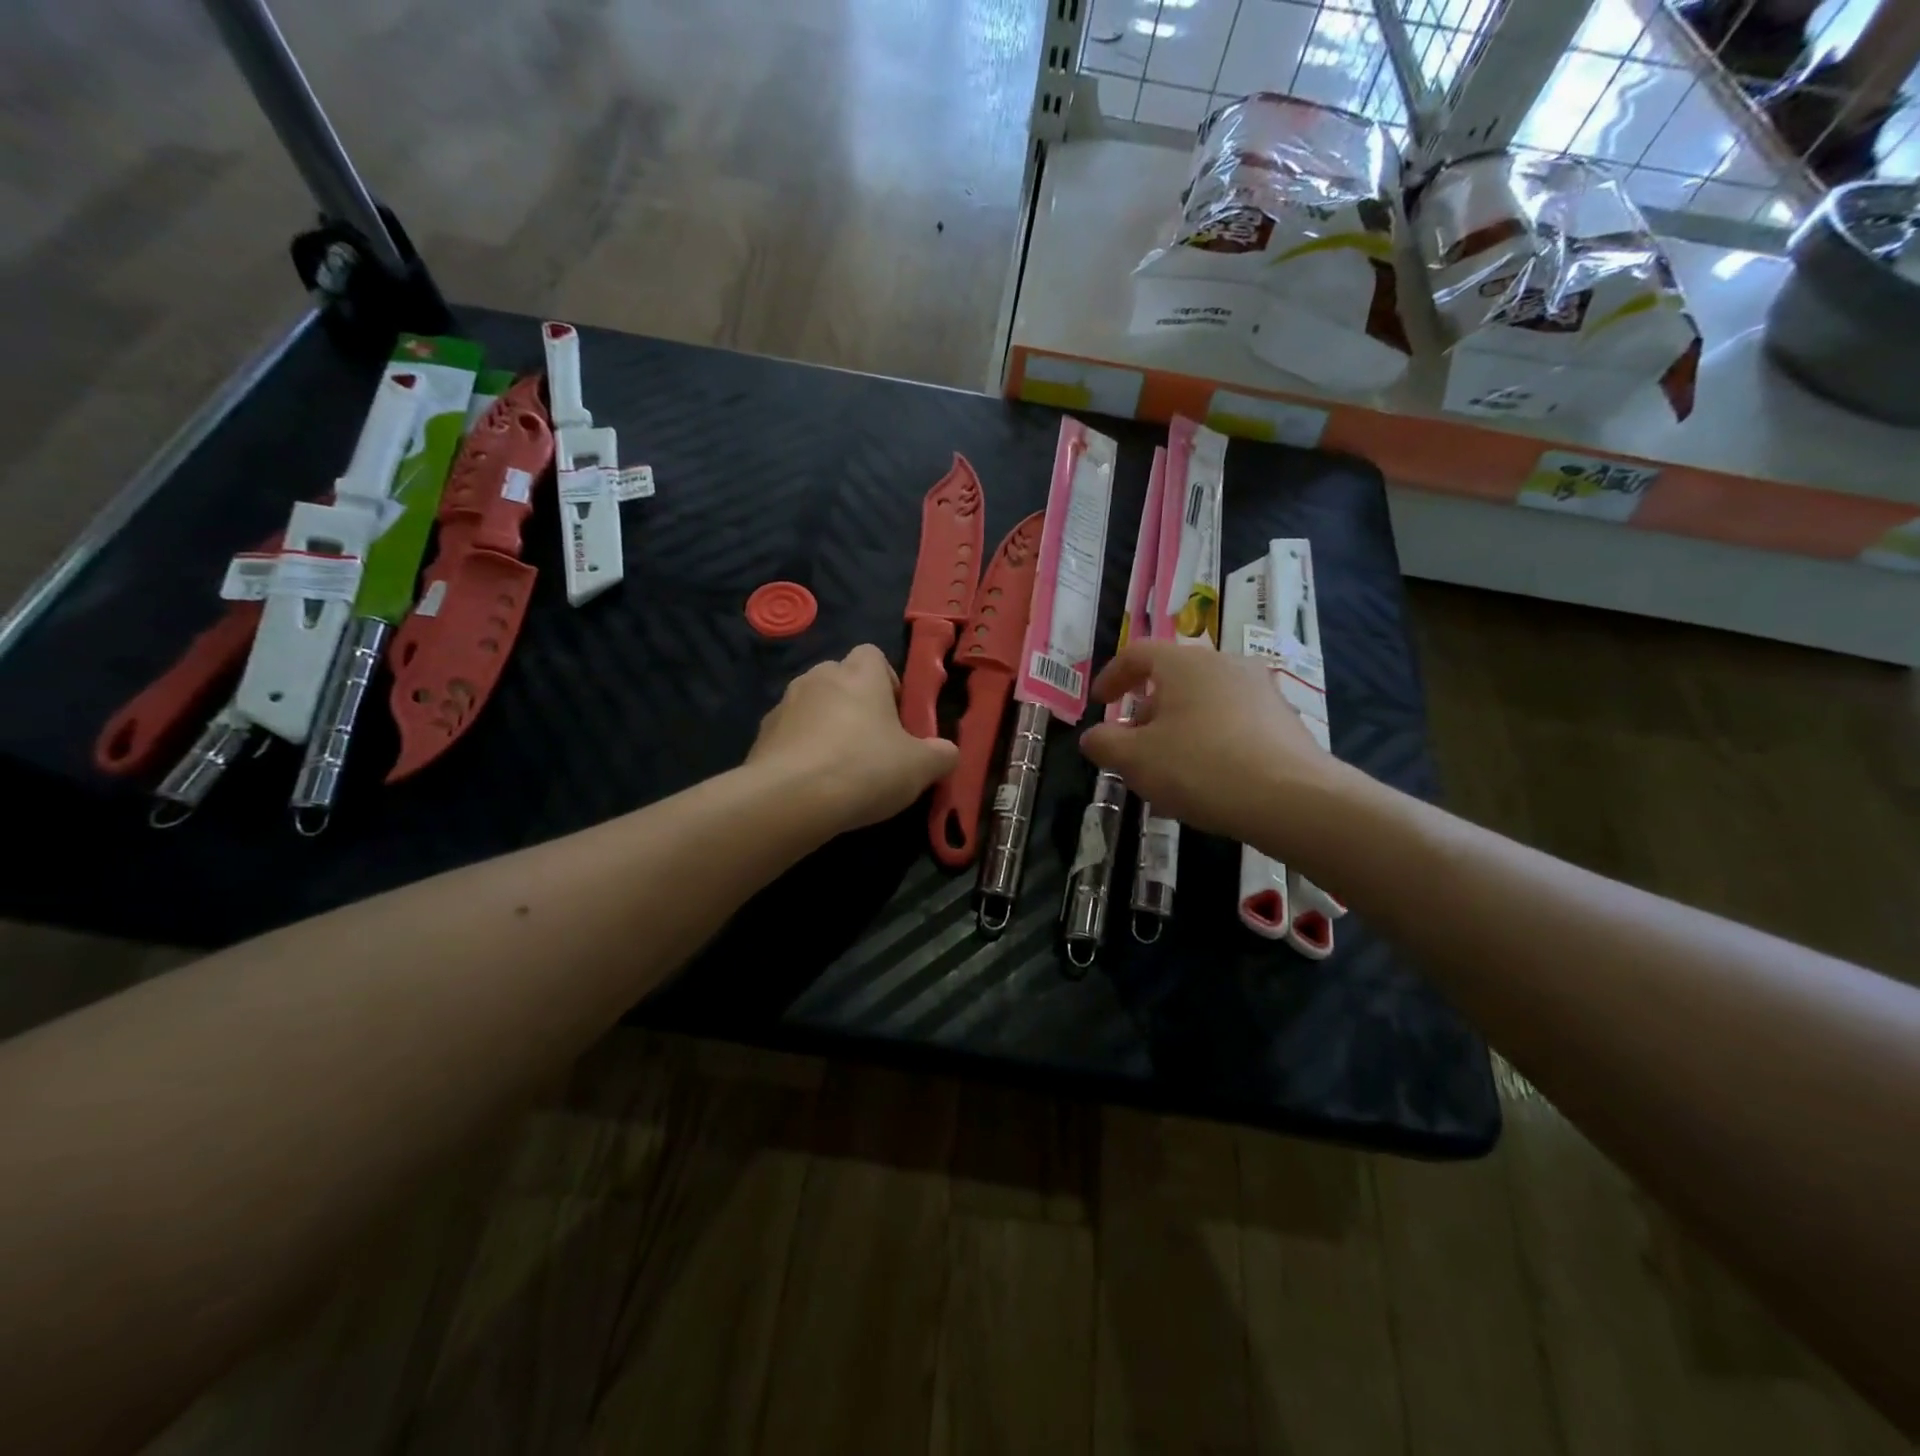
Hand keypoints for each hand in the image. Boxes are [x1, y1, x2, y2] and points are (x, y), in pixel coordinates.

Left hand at [748, 644, 959, 833]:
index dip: (887, 681)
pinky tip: (810, 783)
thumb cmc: (864, 769)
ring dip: (824, 726)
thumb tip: (947, 752)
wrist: (790, 799)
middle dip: (854, 704)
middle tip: (871, 743)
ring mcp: (784, 704)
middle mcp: (818, 678)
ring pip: (812, 706)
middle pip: (840, 679)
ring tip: (838, 767)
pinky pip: (788, 734)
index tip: (896, 715)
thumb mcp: (919, 768)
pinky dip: (800, 750)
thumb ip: (941, 755)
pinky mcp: (761, 735)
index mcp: (859, 675)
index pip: (873, 655)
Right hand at [1079, 642, 1343, 851]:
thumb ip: (1104, 744)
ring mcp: (1260, 691)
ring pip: (1203, 703)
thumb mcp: (1136, 760)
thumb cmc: (1201, 768)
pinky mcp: (1283, 721)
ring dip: (1177, 730)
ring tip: (1166, 770)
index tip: (1099, 704)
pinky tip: (1205, 781)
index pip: (1137, 653)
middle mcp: (1225, 665)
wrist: (1292, 800)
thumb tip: (1093, 737)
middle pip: (1172, 679)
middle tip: (1132, 746)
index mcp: (1185, 663)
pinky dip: (1208, 742)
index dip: (1111, 676)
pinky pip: (1231, 723)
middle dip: (1145, 712)